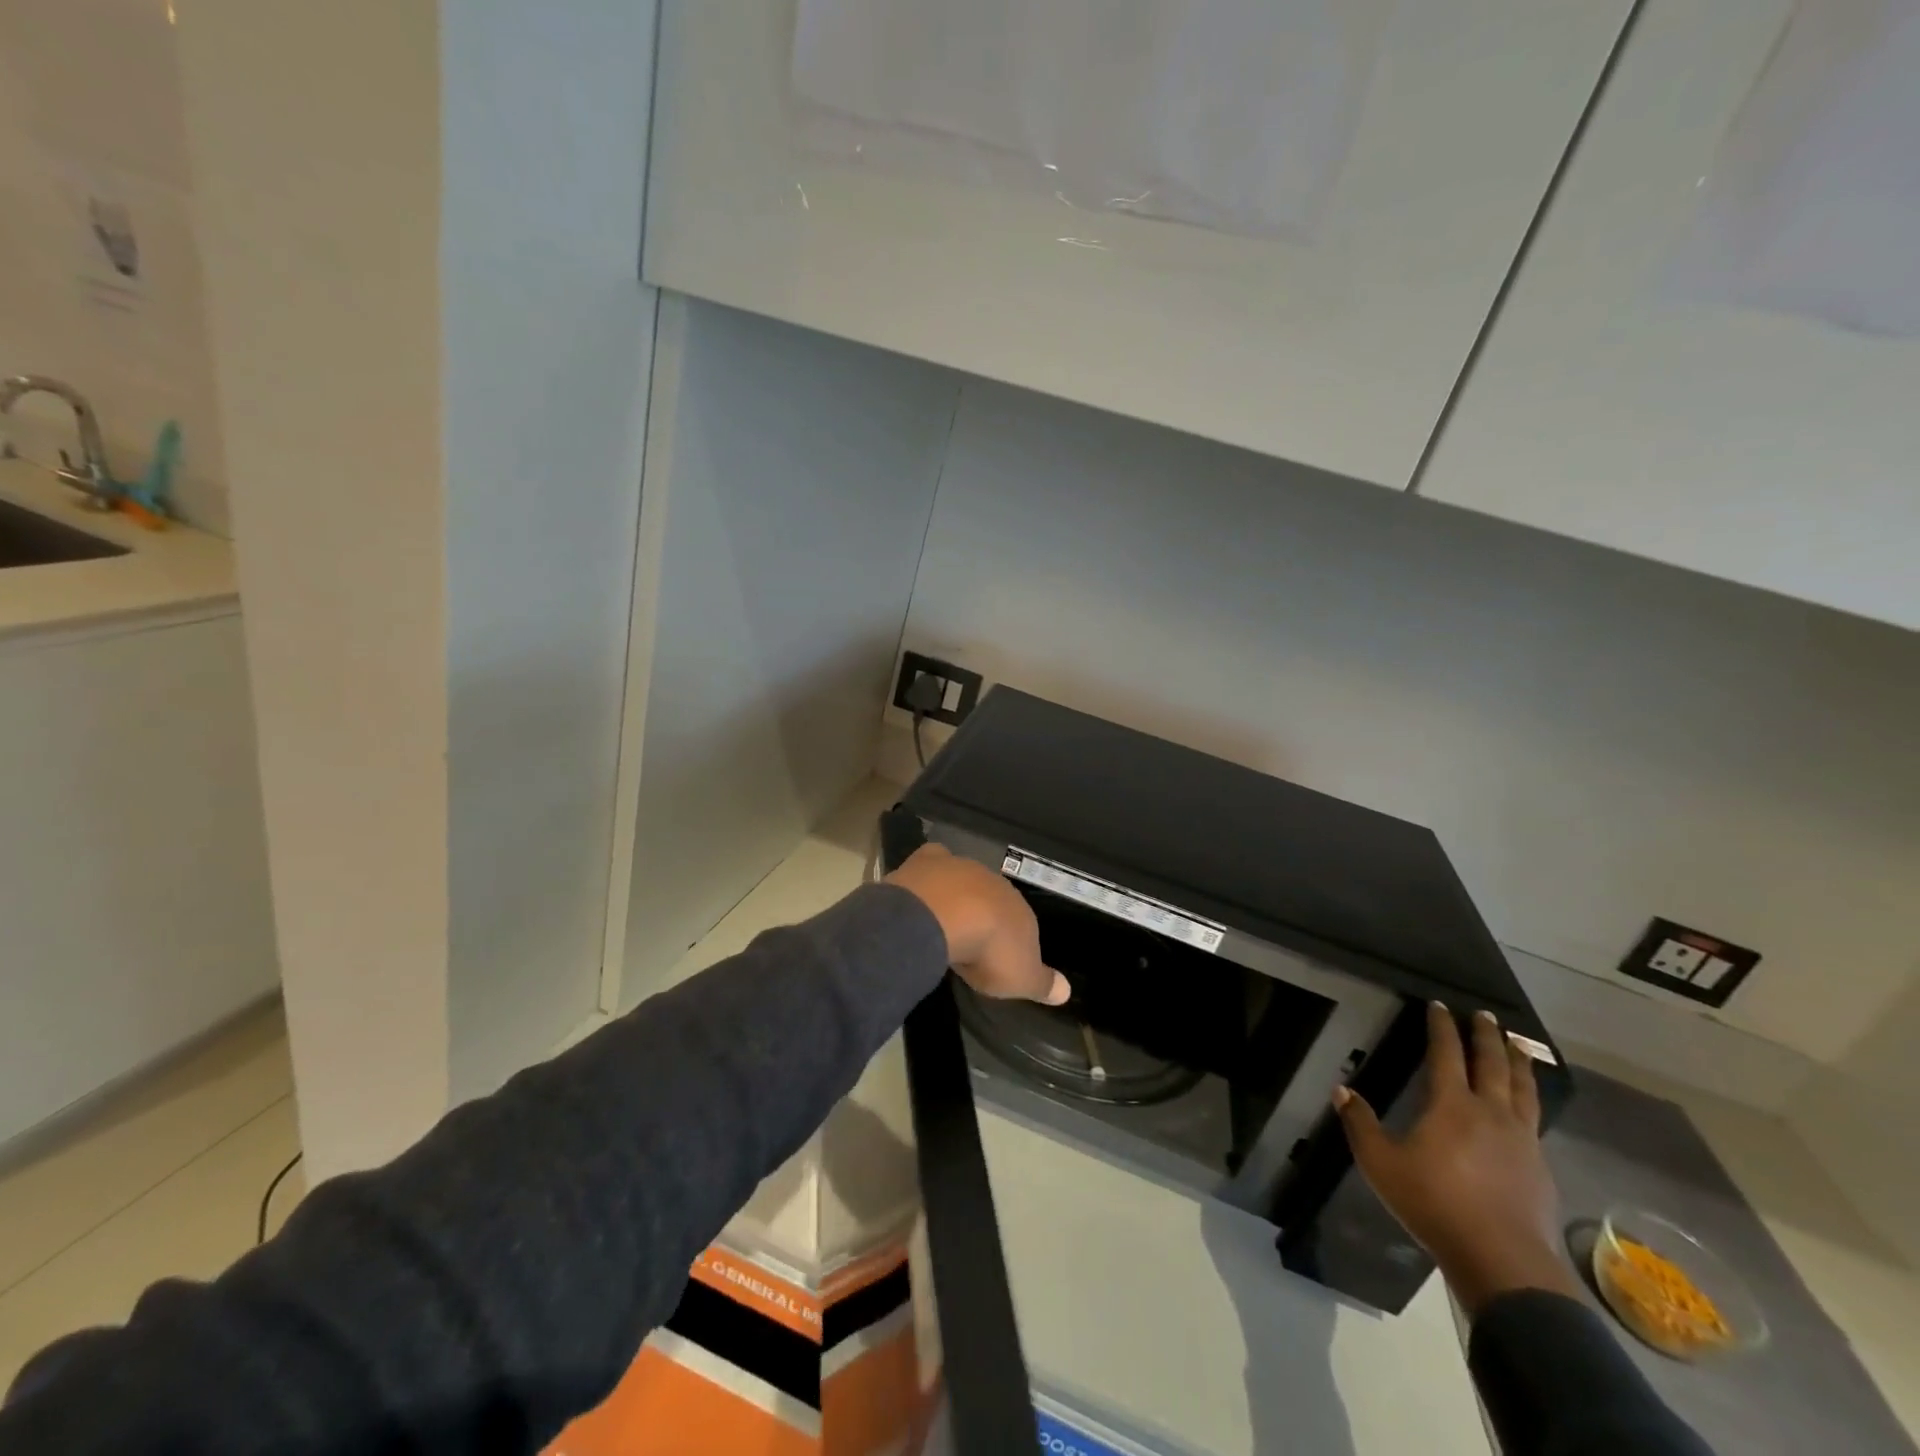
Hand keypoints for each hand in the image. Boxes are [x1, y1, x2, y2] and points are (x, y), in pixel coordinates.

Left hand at [886, 844, 1070, 1005]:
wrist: (946, 917)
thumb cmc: (988, 952)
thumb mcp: (1022, 979)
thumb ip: (1044, 984)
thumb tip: (1066, 991)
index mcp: (1020, 911)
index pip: (1022, 924)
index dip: (1010, 941)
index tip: (998, 959)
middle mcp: (995, 884)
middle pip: (993, 899)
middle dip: (985, 916)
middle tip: (971, 940)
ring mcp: (962, 868)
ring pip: (965, 880)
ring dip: (958, 896)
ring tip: (944, 921)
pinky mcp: (931, 860)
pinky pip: (936, 860)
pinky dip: (932, 869)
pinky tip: (925, 881)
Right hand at [1334, 1002, 1580, 1315]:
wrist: (1504, 1261)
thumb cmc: (1435, 1204)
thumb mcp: (1381, 1164)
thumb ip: (1360, 1124)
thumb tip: (1341, 1090)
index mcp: (1452, 1105)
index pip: (1446, 1053)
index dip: (1442, 1027)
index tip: (1440, 1005)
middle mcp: (1491, 1112)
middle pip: (1492, 1064)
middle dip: (1487, 1036)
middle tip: (1487, 1015)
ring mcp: (1521, 1140)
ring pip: (1523, 1089)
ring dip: (1518, 1063)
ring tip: (1519, 1047)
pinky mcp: (1539, 1167)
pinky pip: (1535, 1120)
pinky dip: (1530, 1100)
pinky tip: (1526, 1107)